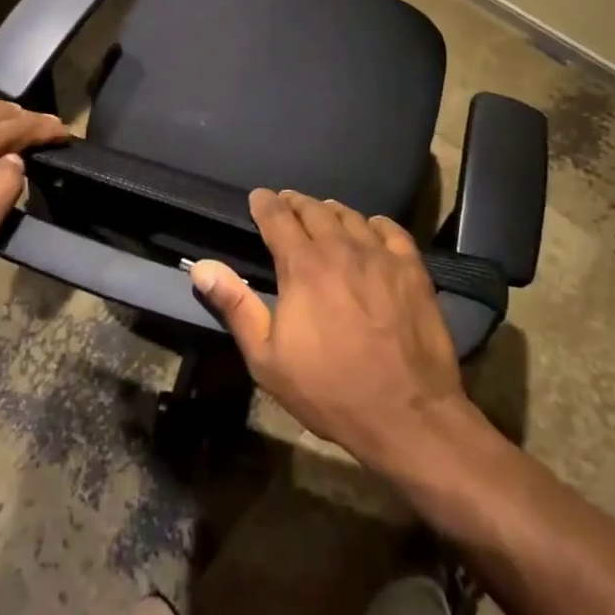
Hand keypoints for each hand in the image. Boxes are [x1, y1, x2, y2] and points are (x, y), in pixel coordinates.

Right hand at [190, 189, 473, 473]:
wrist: (407, 416)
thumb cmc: (330, 390)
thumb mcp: (267, 359)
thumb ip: (236, 306)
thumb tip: (202, 266)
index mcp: (303, 266)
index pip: (278, 217)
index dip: (264, 203)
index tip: (258, 198)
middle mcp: (341, 249)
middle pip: (314, 209)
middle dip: (295, 203)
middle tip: (287, 203)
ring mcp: (380, 257)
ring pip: (351, 216)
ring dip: (331, 211)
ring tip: (323, 213)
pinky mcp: (412, 270)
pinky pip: (390, 230)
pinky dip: (373, 224)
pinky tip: (370, 230)